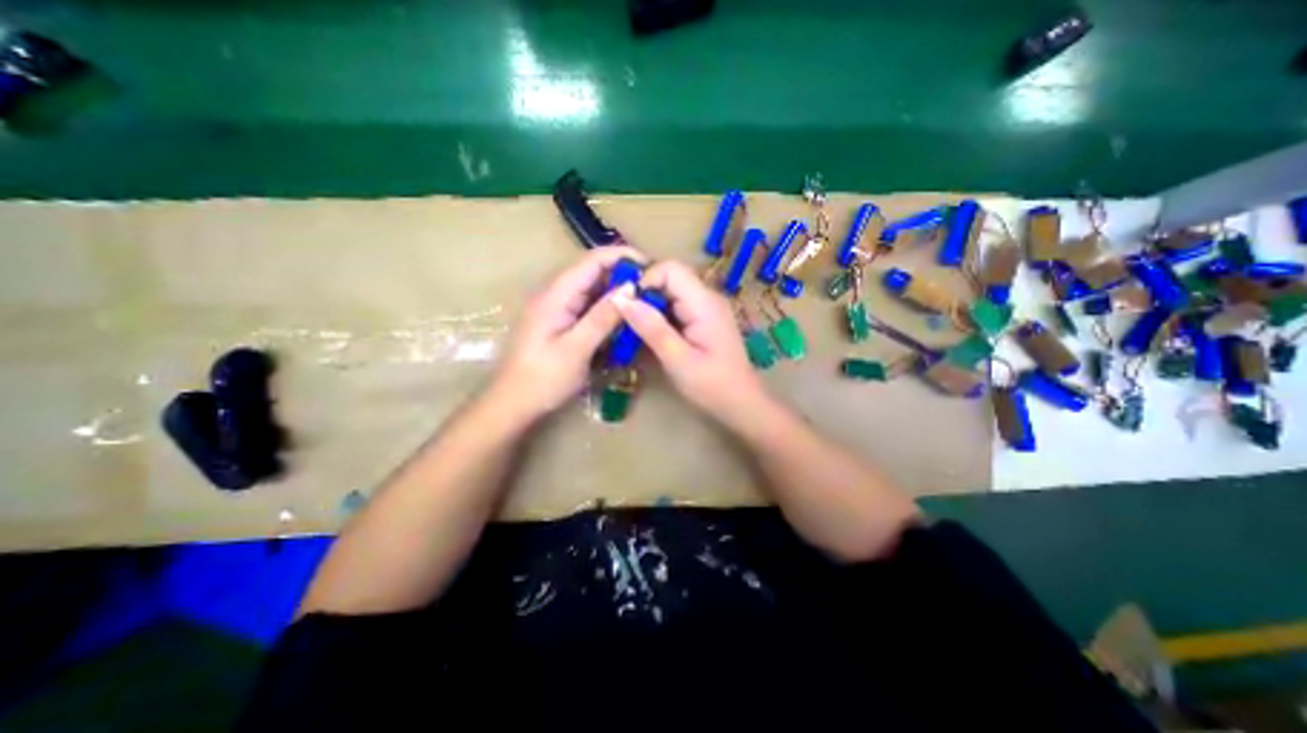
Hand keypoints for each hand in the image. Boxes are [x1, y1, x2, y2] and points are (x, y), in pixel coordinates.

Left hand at [492, 245, 644, 420]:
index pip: (593, 260)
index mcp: (556, 295)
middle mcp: (555, 294)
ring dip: (616, 293)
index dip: (622, 257)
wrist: (512, 404)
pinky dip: (607, 309)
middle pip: (593, 271)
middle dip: (623, 275)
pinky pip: (587, 306)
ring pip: (592, 289)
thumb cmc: (542, 379)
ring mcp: (557, 308)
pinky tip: (622, 320)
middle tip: (652, 290)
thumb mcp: (576, 349)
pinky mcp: (560, 321)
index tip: (651, 268)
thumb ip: (603, 317)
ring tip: (643, 304)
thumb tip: (631, 288)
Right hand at [617, 261, 768, 422]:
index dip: (645, 281)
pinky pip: (676, 305)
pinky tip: (652, 334)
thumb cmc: (712, 386)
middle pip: (670, 277)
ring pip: (671, 291)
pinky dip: (660, 315)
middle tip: (627, 320)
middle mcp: (707, 297)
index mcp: (704, 303)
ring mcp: (707, 307)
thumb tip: (621, 299)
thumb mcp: (678, 360)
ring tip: (635, 329)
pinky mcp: (703, 319)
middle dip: (645, 293)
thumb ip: (651, 328)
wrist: (741, 403)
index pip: (670, 269)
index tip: (627, 306)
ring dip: (651, 306)